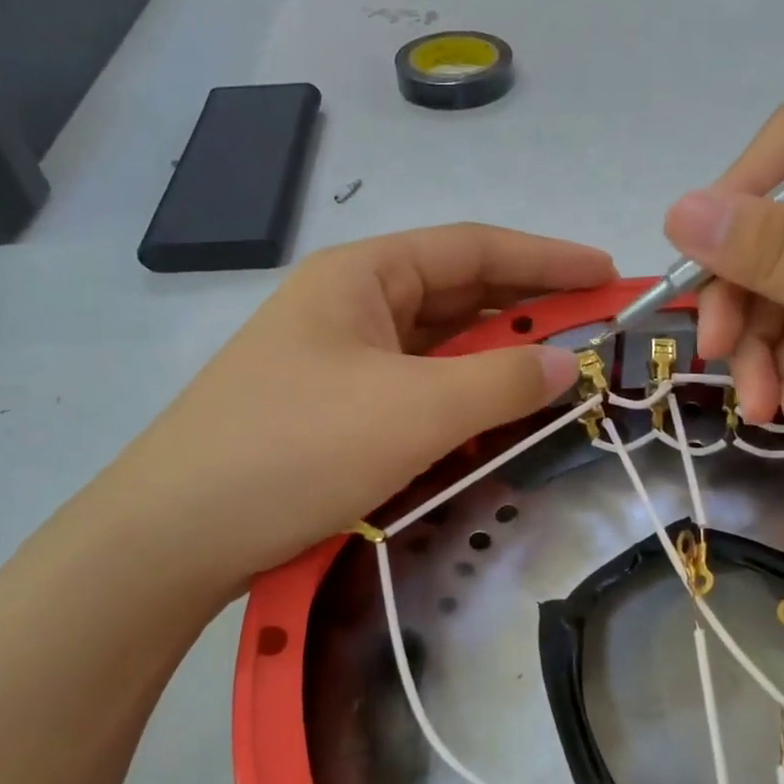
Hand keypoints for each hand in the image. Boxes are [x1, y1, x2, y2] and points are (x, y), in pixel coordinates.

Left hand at [106, 225, 612, 592]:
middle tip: (598, 329)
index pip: (473, 248)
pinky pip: (417, 391)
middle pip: (458, 295)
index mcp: (363, 276)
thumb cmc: (295, 449)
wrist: (175, 535)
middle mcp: (351, 306)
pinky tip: (495, 417)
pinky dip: (462, 399)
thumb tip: (568, 364)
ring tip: (560, 372)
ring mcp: (340, 361)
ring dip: (497, 359)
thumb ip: (500, 381)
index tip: (608, 274)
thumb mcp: (413, 410)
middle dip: (529, 309)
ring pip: (439, 348)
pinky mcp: (335, 411)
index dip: (547, 258)